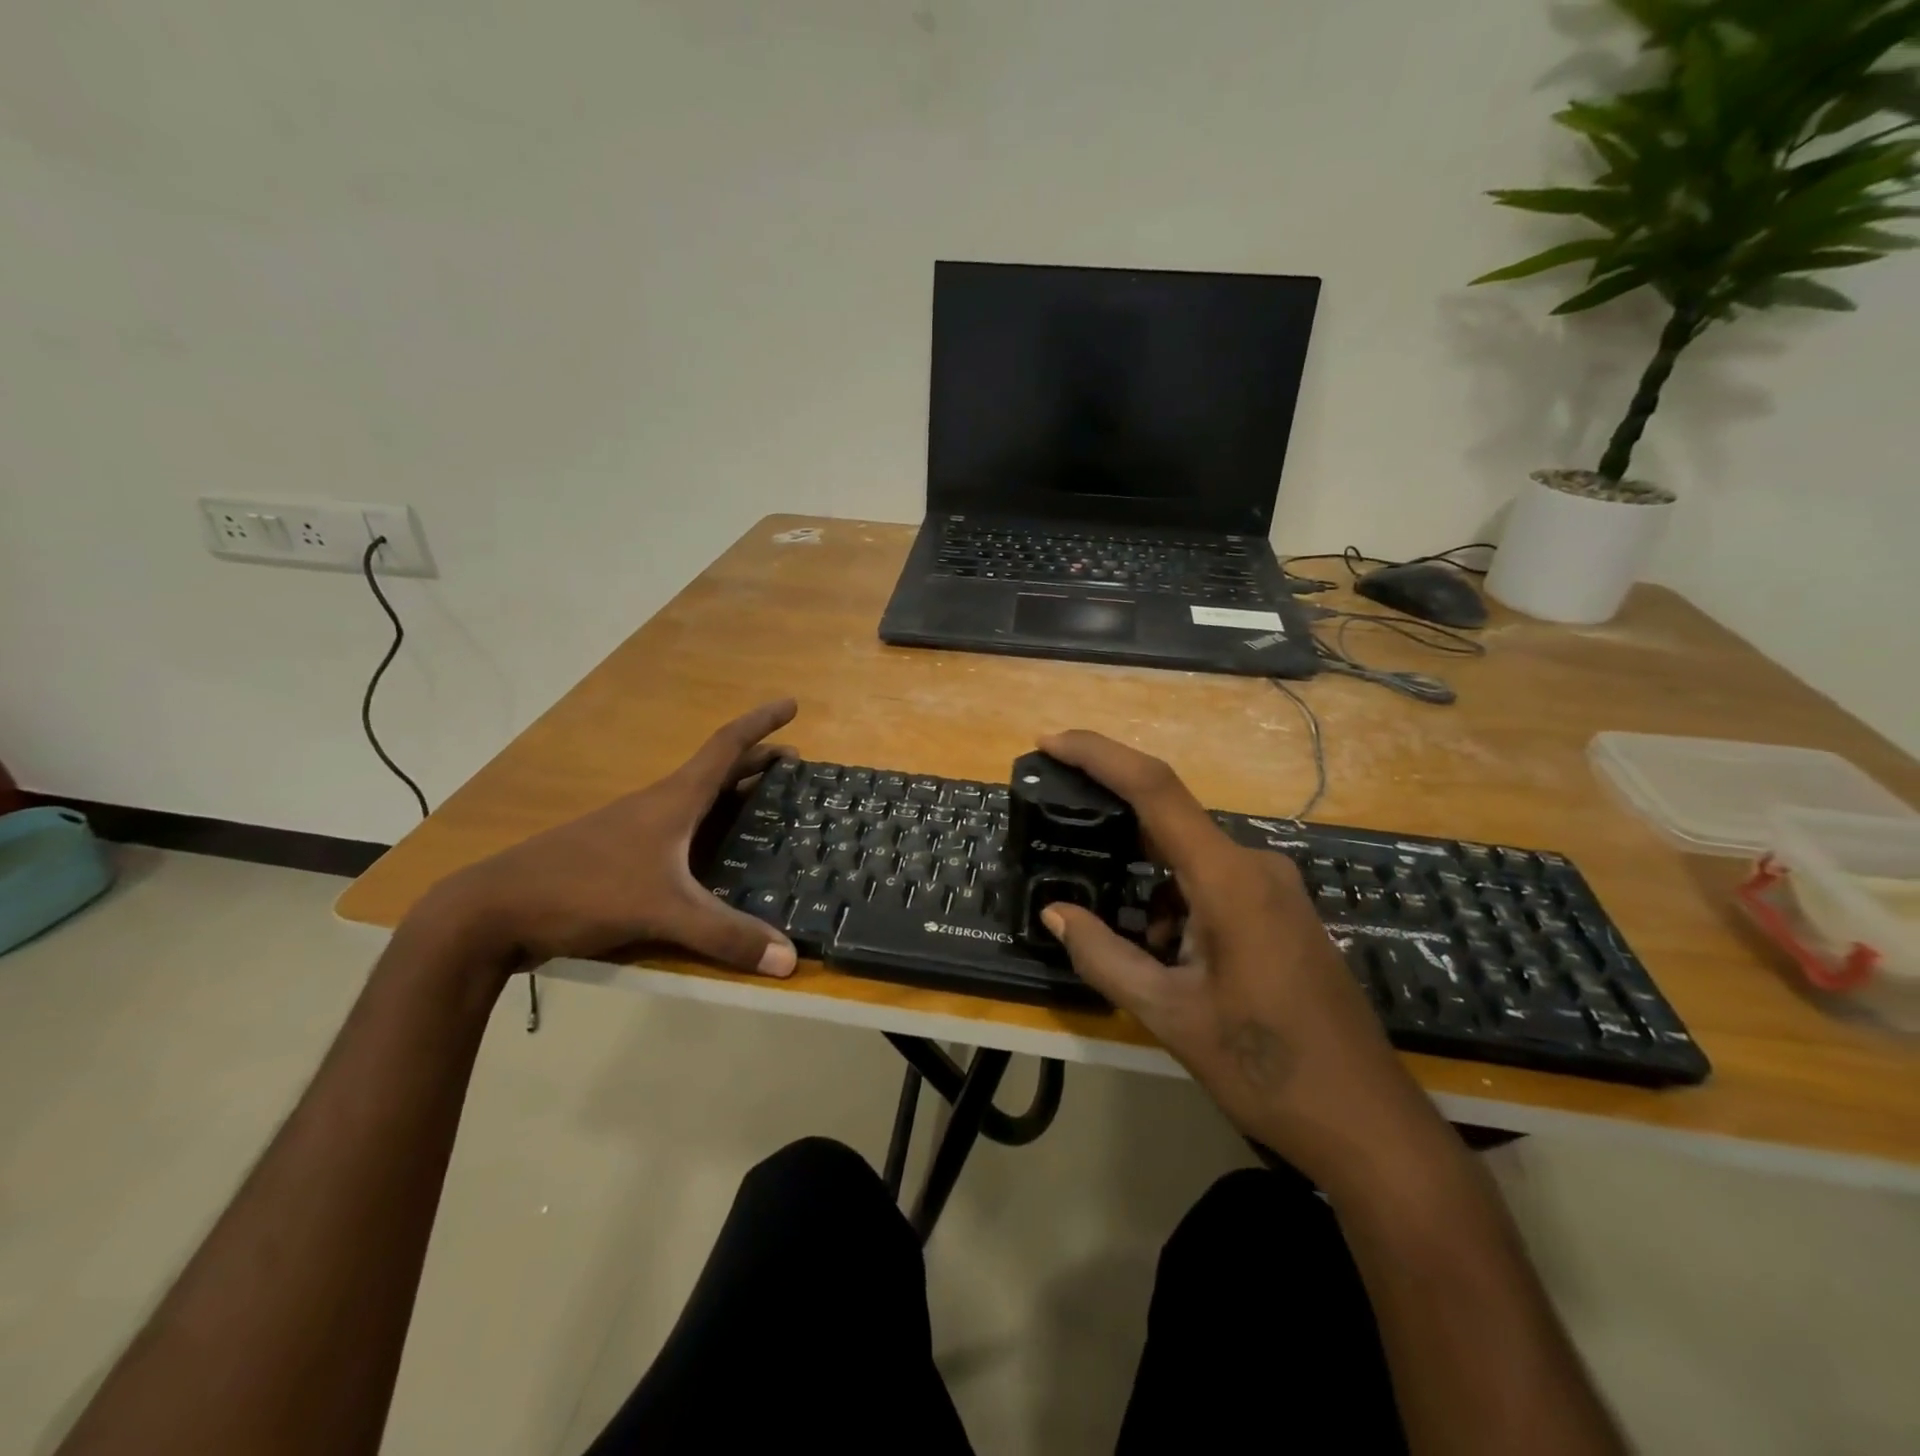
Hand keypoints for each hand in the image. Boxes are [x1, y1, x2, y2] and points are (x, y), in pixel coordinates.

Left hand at [415, 700, 800, 978]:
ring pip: (698, 803)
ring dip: (734, 796)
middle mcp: (658, 806)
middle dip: (758, 763)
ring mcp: (636, 832)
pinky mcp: (621, 859)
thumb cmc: (583, 889)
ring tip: (768, 809)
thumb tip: (790, 959)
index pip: (726, 746)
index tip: (792, 704)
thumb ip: (725, 934)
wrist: (493, 912)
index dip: (761, 723)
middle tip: (797, 768)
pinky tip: (718, 861)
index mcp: (673, 800)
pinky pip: (682, 833)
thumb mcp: (662, 911)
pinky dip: (710, 831)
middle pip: (717, 772)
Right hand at [1035, 731, 1434, 1184]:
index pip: (1155, 789)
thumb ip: (1103, 954)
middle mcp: (1255, 866)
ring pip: (1190, 862)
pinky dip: (1178, 905)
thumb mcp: (1168, 1014)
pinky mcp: (1283, 912)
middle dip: (1116, 834)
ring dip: (1149, 889)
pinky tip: (1171, 960)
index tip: (1051, 742)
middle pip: (1169, 822)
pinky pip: (1215, 885)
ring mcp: (1275, 888)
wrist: (1366, 1123)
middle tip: (1069, 849)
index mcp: (1228, 878)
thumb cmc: (1264, 1067)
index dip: (1099, 756)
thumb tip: (1056, 912)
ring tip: (1133, 950)